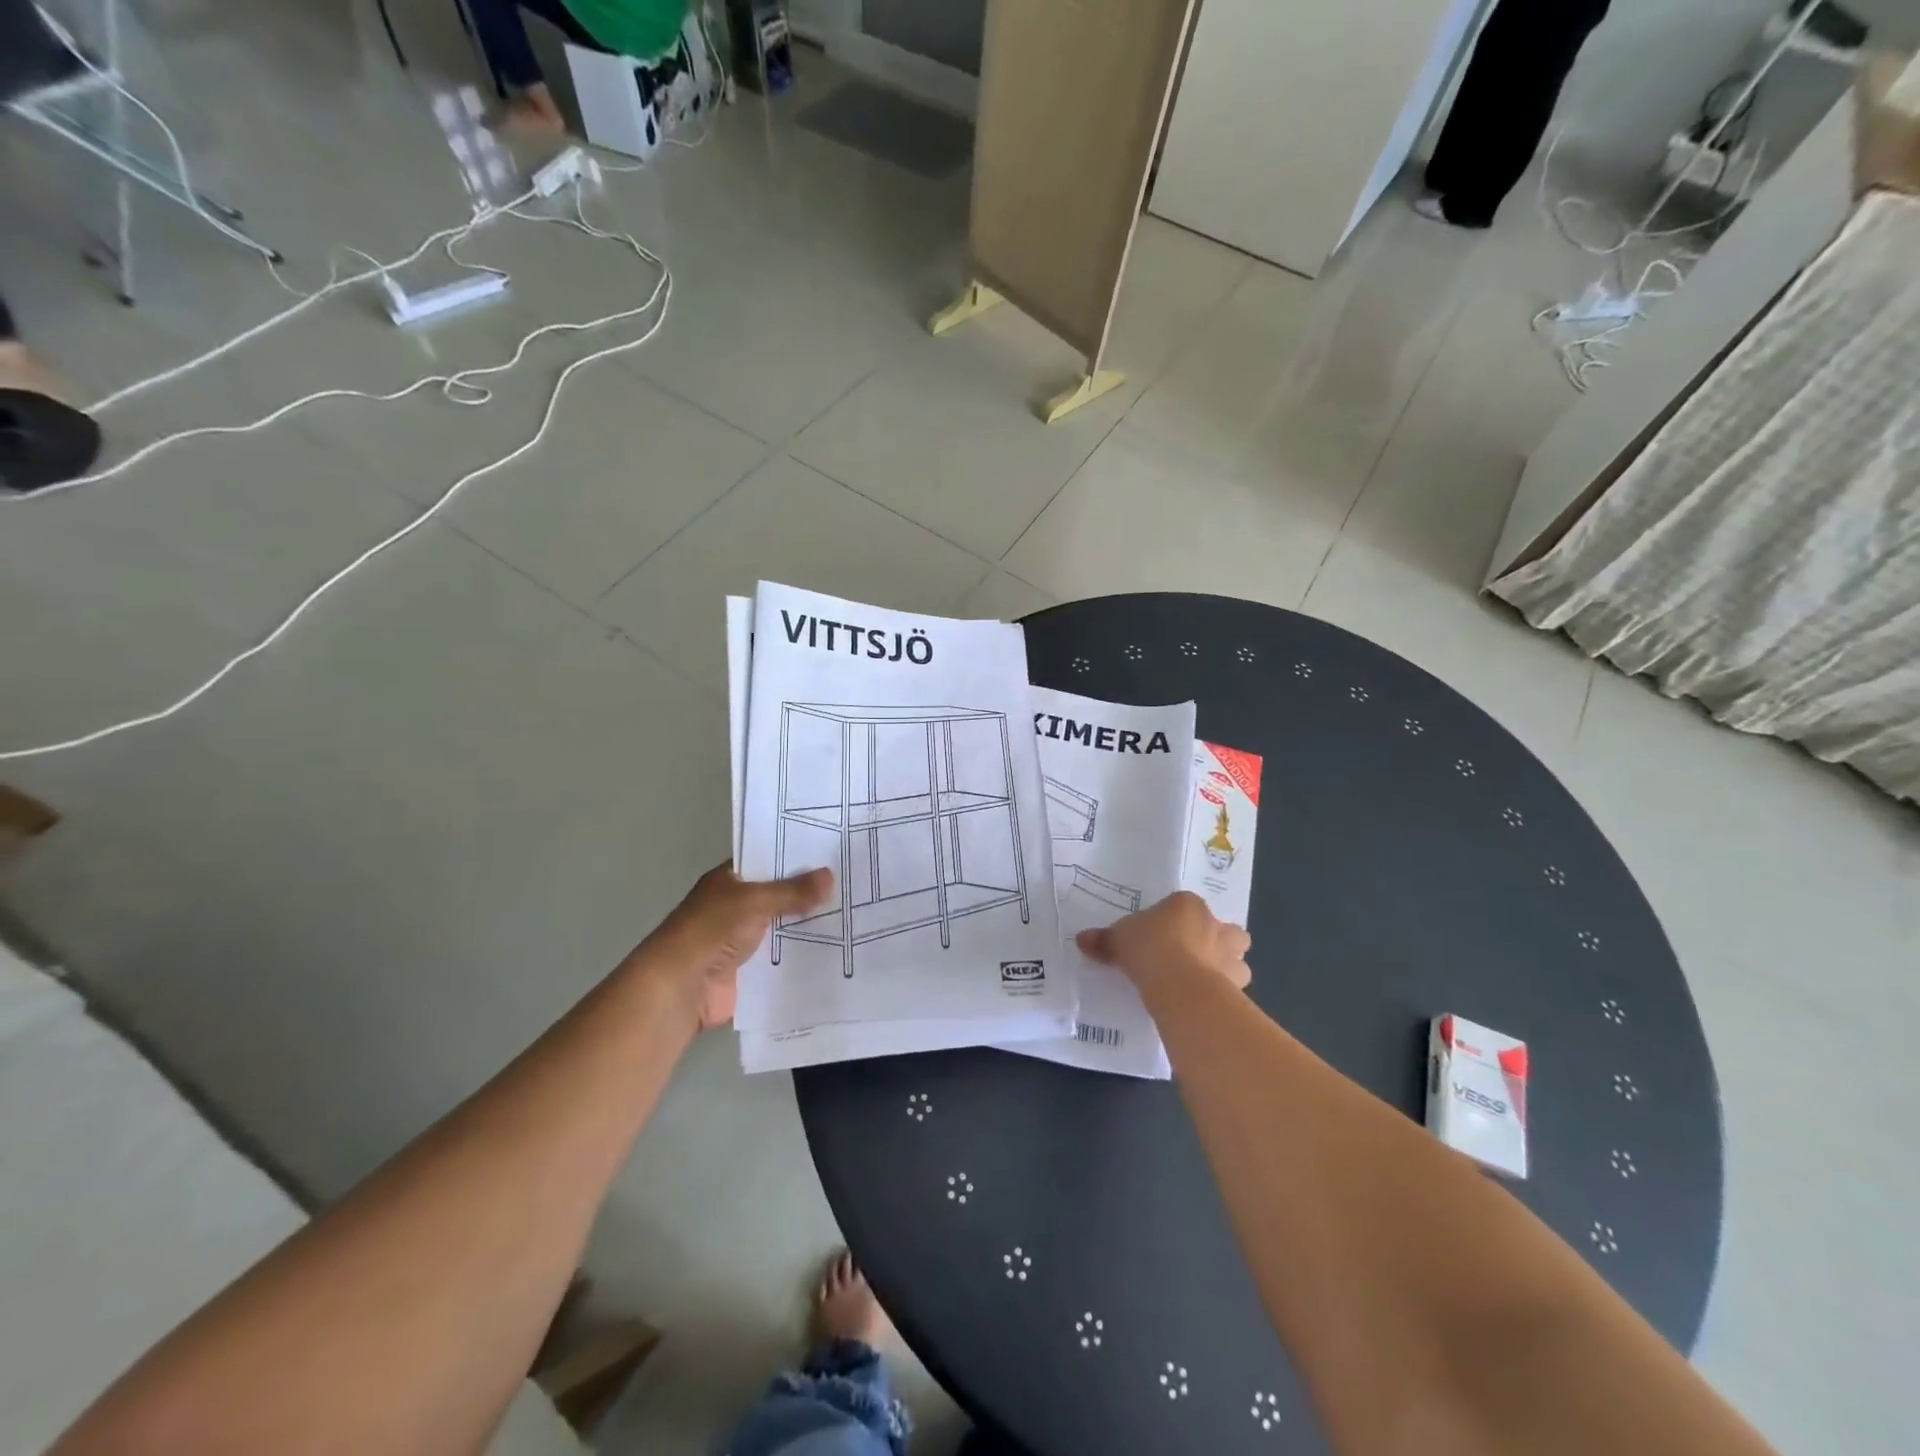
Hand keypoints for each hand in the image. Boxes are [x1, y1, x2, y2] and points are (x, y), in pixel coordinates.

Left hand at [635, 863, 834, 1031]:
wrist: (681, 988)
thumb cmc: (712, 931)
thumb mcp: (755, 901)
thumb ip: (793, 890)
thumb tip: (830, 875)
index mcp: (729, 880)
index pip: (767, 859)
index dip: (796, 856)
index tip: (833, 851)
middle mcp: (735, 905)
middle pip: (778, 894)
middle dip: (809, 892)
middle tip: (853, 883)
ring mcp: (742, 939)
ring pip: (783, 926)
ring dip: (809, 924)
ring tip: (854, 914)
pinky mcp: (750, 969)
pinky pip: (782, 957)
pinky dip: (802, 955)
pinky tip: (837, 948)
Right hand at [1076, 891, 1251, 996]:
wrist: (1178, 983)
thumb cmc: (1148, 947)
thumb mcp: (1118, 940)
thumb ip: (1104, 939)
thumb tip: (1082, 939)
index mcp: (1188, 904)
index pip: (1185, 905)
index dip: (1174, 920)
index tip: (1160, 936)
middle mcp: (1216, 925)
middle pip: (1225, 928)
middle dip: (1215, 940)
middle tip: (1191, 955)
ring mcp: (1231, 955)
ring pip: (1237, 956)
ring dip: (1226, 966)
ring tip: (1201, 981)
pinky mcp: (1237, 984)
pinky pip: (1234, 986)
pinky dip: (1223, 992)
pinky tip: (1203, 1001)